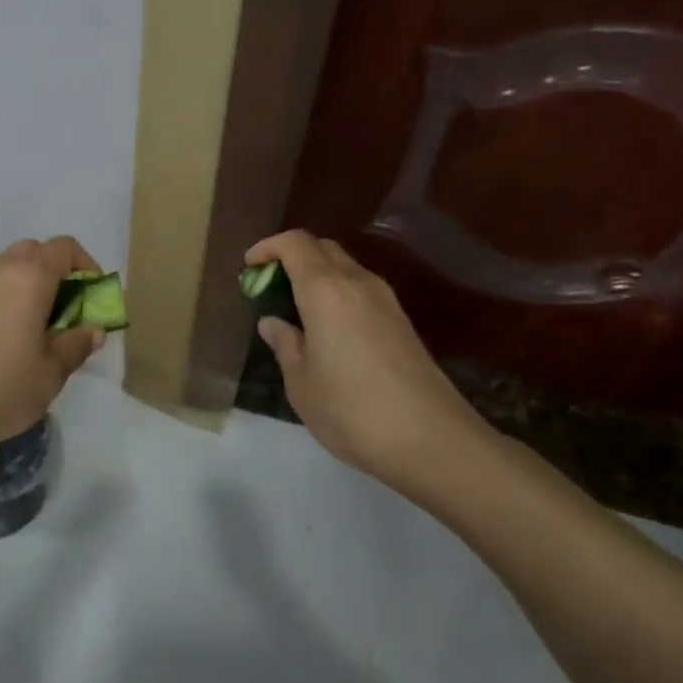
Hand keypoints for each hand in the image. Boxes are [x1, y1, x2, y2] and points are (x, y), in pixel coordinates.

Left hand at [0, 236, 105, 462]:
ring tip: (39, 326)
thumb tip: (94, 330)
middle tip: (69, 310)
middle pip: (36, 251)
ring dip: (31, 284)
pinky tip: (9, 336)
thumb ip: (76, 345)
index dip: (87, 266)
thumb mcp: (50, 374)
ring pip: (10, 266)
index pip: (65, 248)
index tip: (94, 297)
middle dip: (58, 273)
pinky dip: (8, 296)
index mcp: (29, 277)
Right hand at [247, 230, 491, 487]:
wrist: (432, 439)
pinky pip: (361, 290)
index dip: (268, 247)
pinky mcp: (402, 322)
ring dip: (317, 276)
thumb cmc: (351, 409)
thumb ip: (284, 344)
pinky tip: (328, 330)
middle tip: (270, 288)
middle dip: (292, 258)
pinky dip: (337, 294)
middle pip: (322, 248)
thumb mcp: (301, 381)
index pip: (295, 243)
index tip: (249, 267)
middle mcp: (357, 282)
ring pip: (345, 268)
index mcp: (325, 289)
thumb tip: (273, 322)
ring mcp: (385, 300)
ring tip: (296, 311)